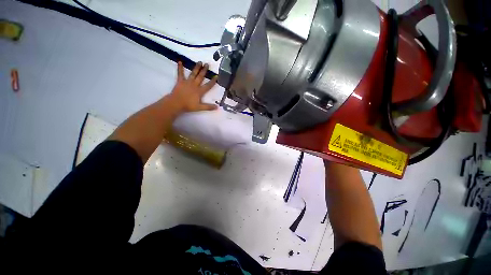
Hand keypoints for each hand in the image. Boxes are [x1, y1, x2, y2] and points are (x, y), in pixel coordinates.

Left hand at [166, 61, 217, 112]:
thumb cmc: (188, 106)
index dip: (212, 81)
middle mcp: (194, 85)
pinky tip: (180, 61)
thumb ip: (209, 107)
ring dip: (196, 68)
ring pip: (193, 74)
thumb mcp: (200, 107)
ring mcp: (187, 82)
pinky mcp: (180, 81)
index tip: (216, 76)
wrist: (176, 103)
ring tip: (199, 62)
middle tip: (207, 64)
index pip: (208, 86)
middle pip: (200, 77)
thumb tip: (217, 107)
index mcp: (199, 91)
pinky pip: (180, 73)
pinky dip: (180, 68)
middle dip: (204, 70)